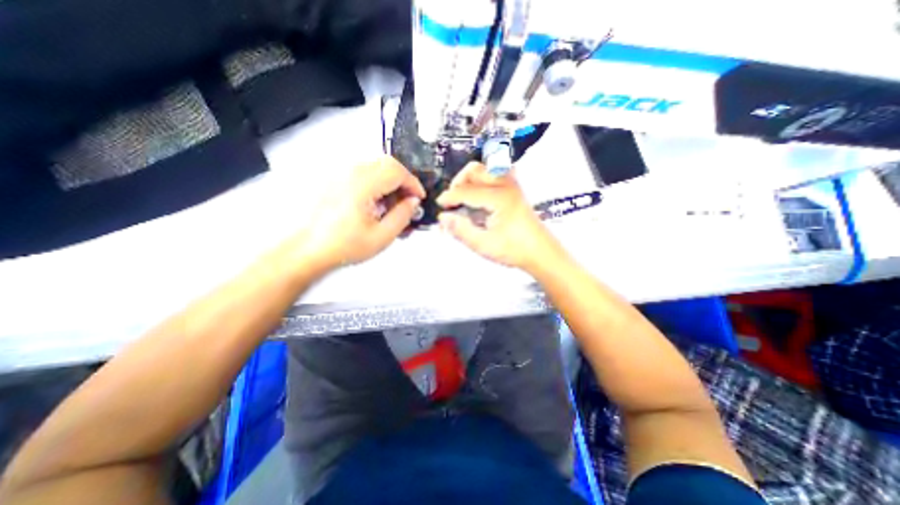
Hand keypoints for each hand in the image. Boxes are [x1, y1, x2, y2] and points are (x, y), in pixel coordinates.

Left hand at [297, 155, 421, 272]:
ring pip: (375, 167)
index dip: (413, 183)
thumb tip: (413, 202)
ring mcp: (340, 175)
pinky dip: (376, 184)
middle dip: (403, 181)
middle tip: (408, 200)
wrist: (309, 250)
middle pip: (387, 163)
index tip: (419, 197)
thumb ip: (402, 216)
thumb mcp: (382, 236)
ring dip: (390, 182)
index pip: (397, 171)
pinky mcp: (335, 180)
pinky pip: (363, 173)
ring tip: (391, 206)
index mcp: (362, 185)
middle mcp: (350, 173)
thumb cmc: (342, 246)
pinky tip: (376, 205)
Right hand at [434, 161, 560, 272]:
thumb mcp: (484, 245)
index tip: (439, 204)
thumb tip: (443, 217)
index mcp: (498, 197)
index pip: (466, 191)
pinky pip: (496, 174)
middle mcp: (506, 185)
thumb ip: (461, 230)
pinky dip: (483, 179)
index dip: (449, 197)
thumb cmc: (514, 250)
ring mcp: (513, 185)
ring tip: (464, 195)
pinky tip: (480, 195)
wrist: (541, 252)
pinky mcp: (516, 189)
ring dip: (471, 178)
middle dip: (459, 182)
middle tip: (452, 199)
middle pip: (475, 170)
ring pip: (486, 168)